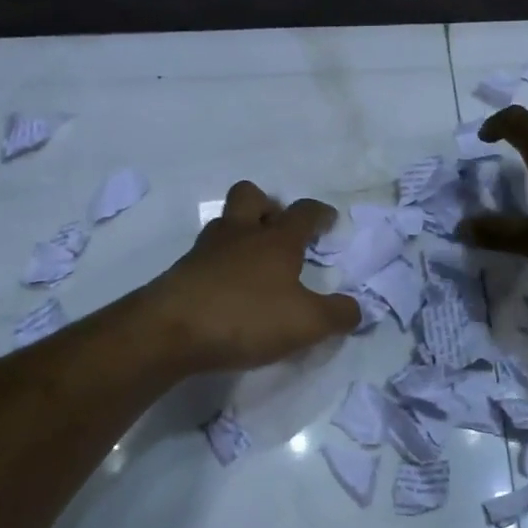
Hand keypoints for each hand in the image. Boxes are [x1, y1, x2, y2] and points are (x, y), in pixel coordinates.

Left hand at [138, 181, 360, 374]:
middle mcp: (240, 234)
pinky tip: (227, 290)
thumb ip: (338, 314)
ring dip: (241, 232)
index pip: (303, 212)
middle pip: (250, 196)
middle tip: (279, 230)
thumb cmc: (247, 317)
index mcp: (276, 240)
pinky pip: (206, 256)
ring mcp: (206, 250)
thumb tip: (357, 308)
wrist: (170, 331)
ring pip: (224, 223)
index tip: (328, 220)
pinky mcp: (181, 272)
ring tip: (253, 262)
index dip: (320, 214)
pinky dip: (220, 265)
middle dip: (268, 205)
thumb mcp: (307, 323)